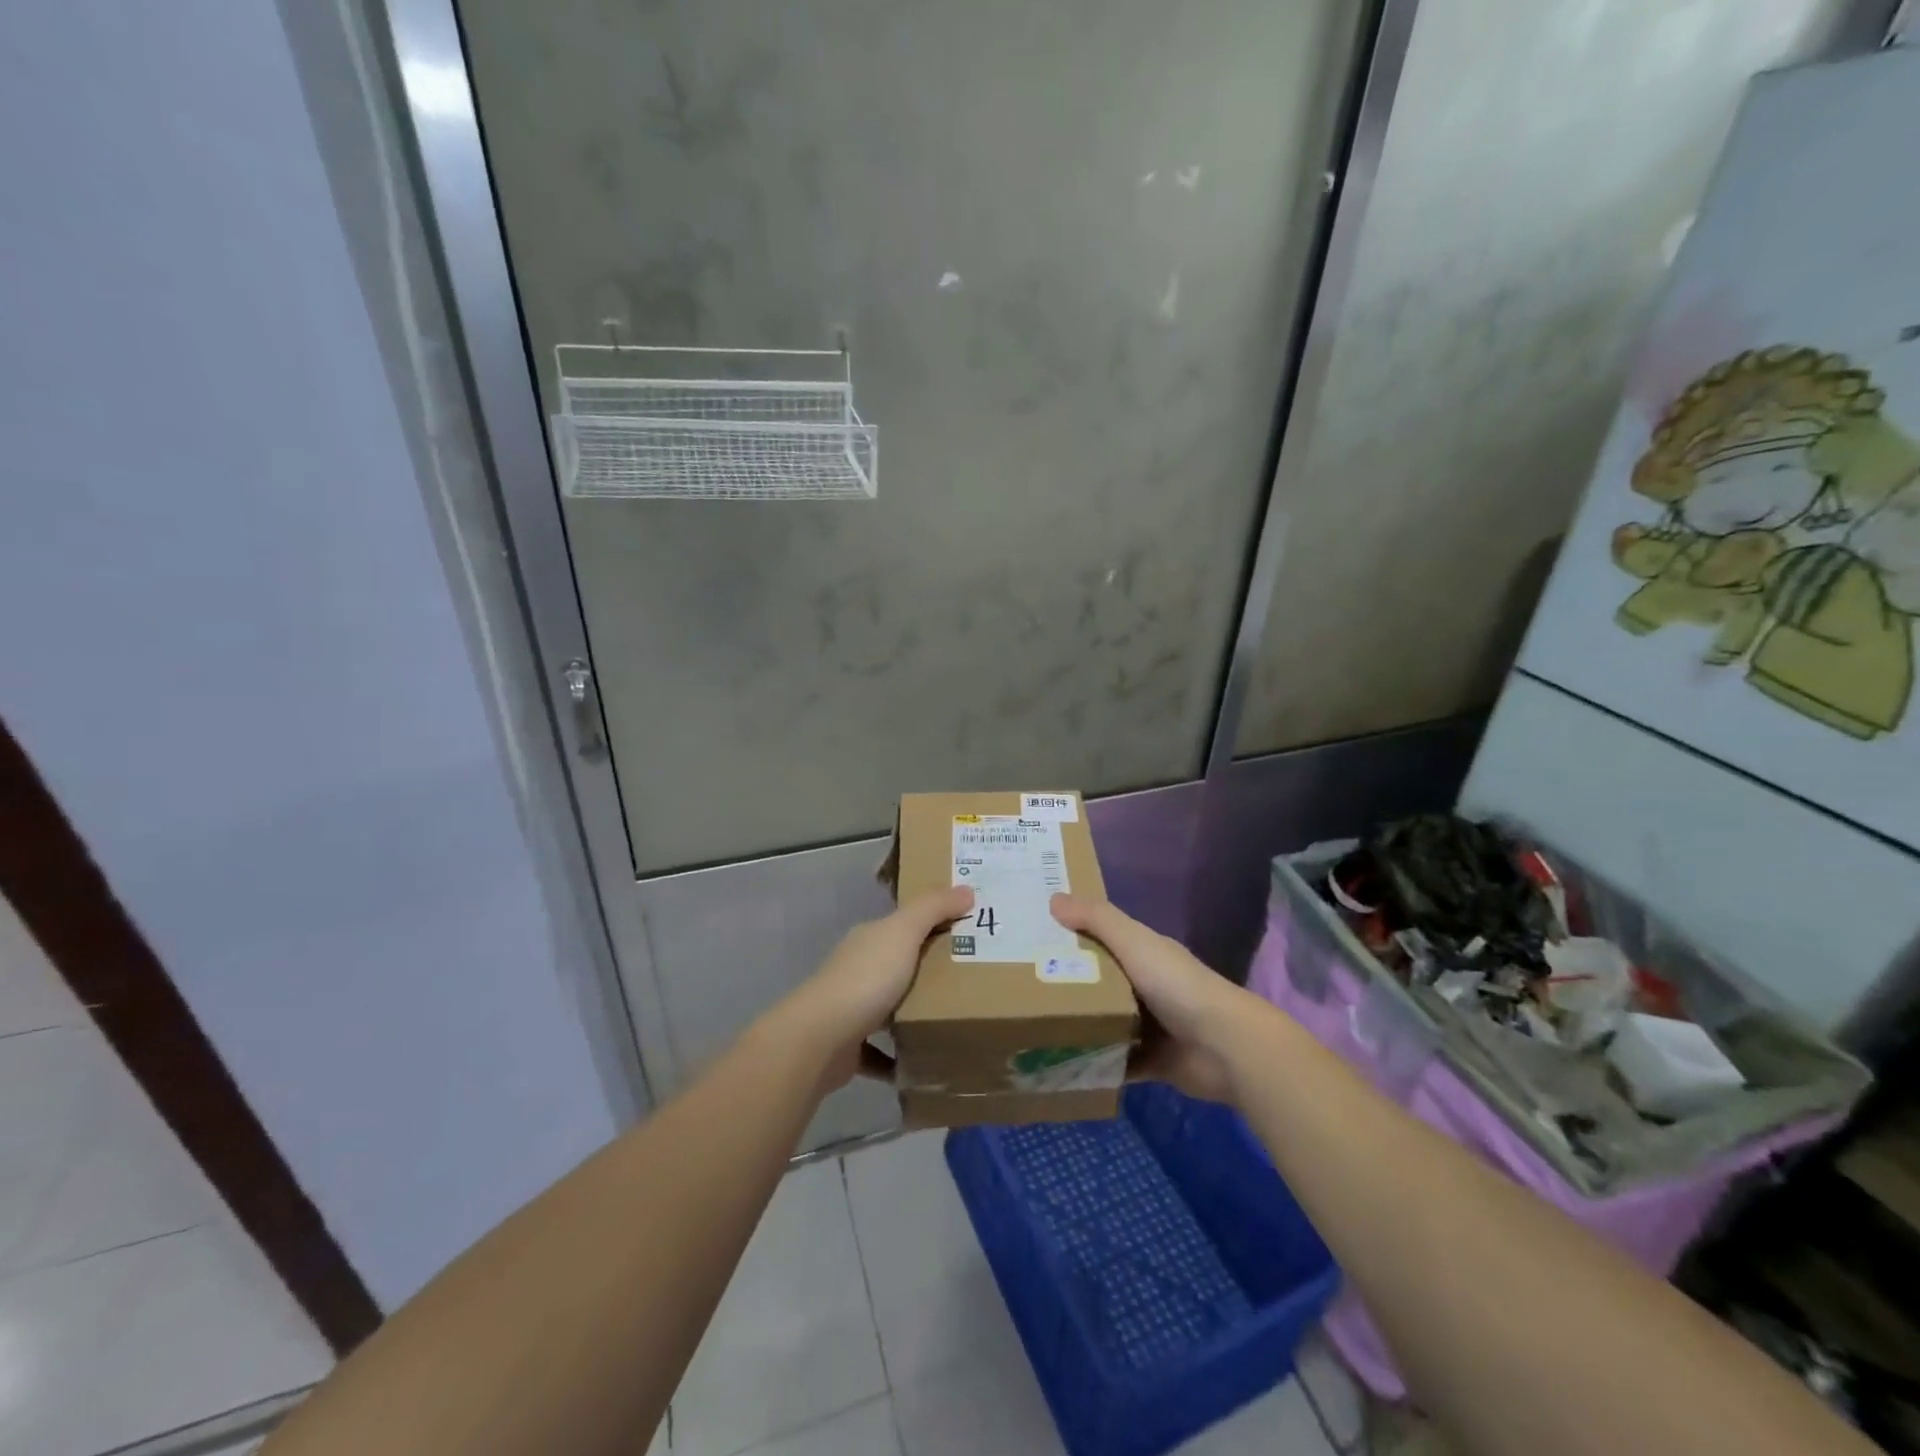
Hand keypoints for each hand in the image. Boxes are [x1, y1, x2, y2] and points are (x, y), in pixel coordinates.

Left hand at [771, 887, 973, 1088]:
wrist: (821, 1038)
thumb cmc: (866, 978)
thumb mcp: (904, 932)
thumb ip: (934, 908)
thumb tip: (967, 889)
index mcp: (869, 939)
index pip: (903, 925)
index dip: (933, 923)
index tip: (968, 931)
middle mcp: (857, 969)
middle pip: (897, 965)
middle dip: (928, 971)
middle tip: (971, 978)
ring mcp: (850, 1009)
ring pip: (888, 1008)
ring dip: (912, 1013)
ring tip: (952, 1019)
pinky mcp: (849, 1048)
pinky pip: (880, 1052)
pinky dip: (898, 1057)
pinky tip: (924, 1062)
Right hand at [1050, 894, 1246, 1103]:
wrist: (1225, 1047)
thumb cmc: (1176, 985)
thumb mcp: (1134, 942)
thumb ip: (1097, 919)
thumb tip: (1053, 898)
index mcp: (1145, 953)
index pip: (1103, 938)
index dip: (1072, 935)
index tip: (1034, 937)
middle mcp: (1147, 986)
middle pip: (1101, 982)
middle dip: (1069, 983)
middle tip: (1025, 986)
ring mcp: (1151, 1026)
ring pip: (1106, 1022)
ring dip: (1080, 1026)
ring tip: (1035, 1027)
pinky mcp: (1153, 1062)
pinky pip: (1117, 1062)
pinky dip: (1097, 1064)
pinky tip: (1064, 1065)